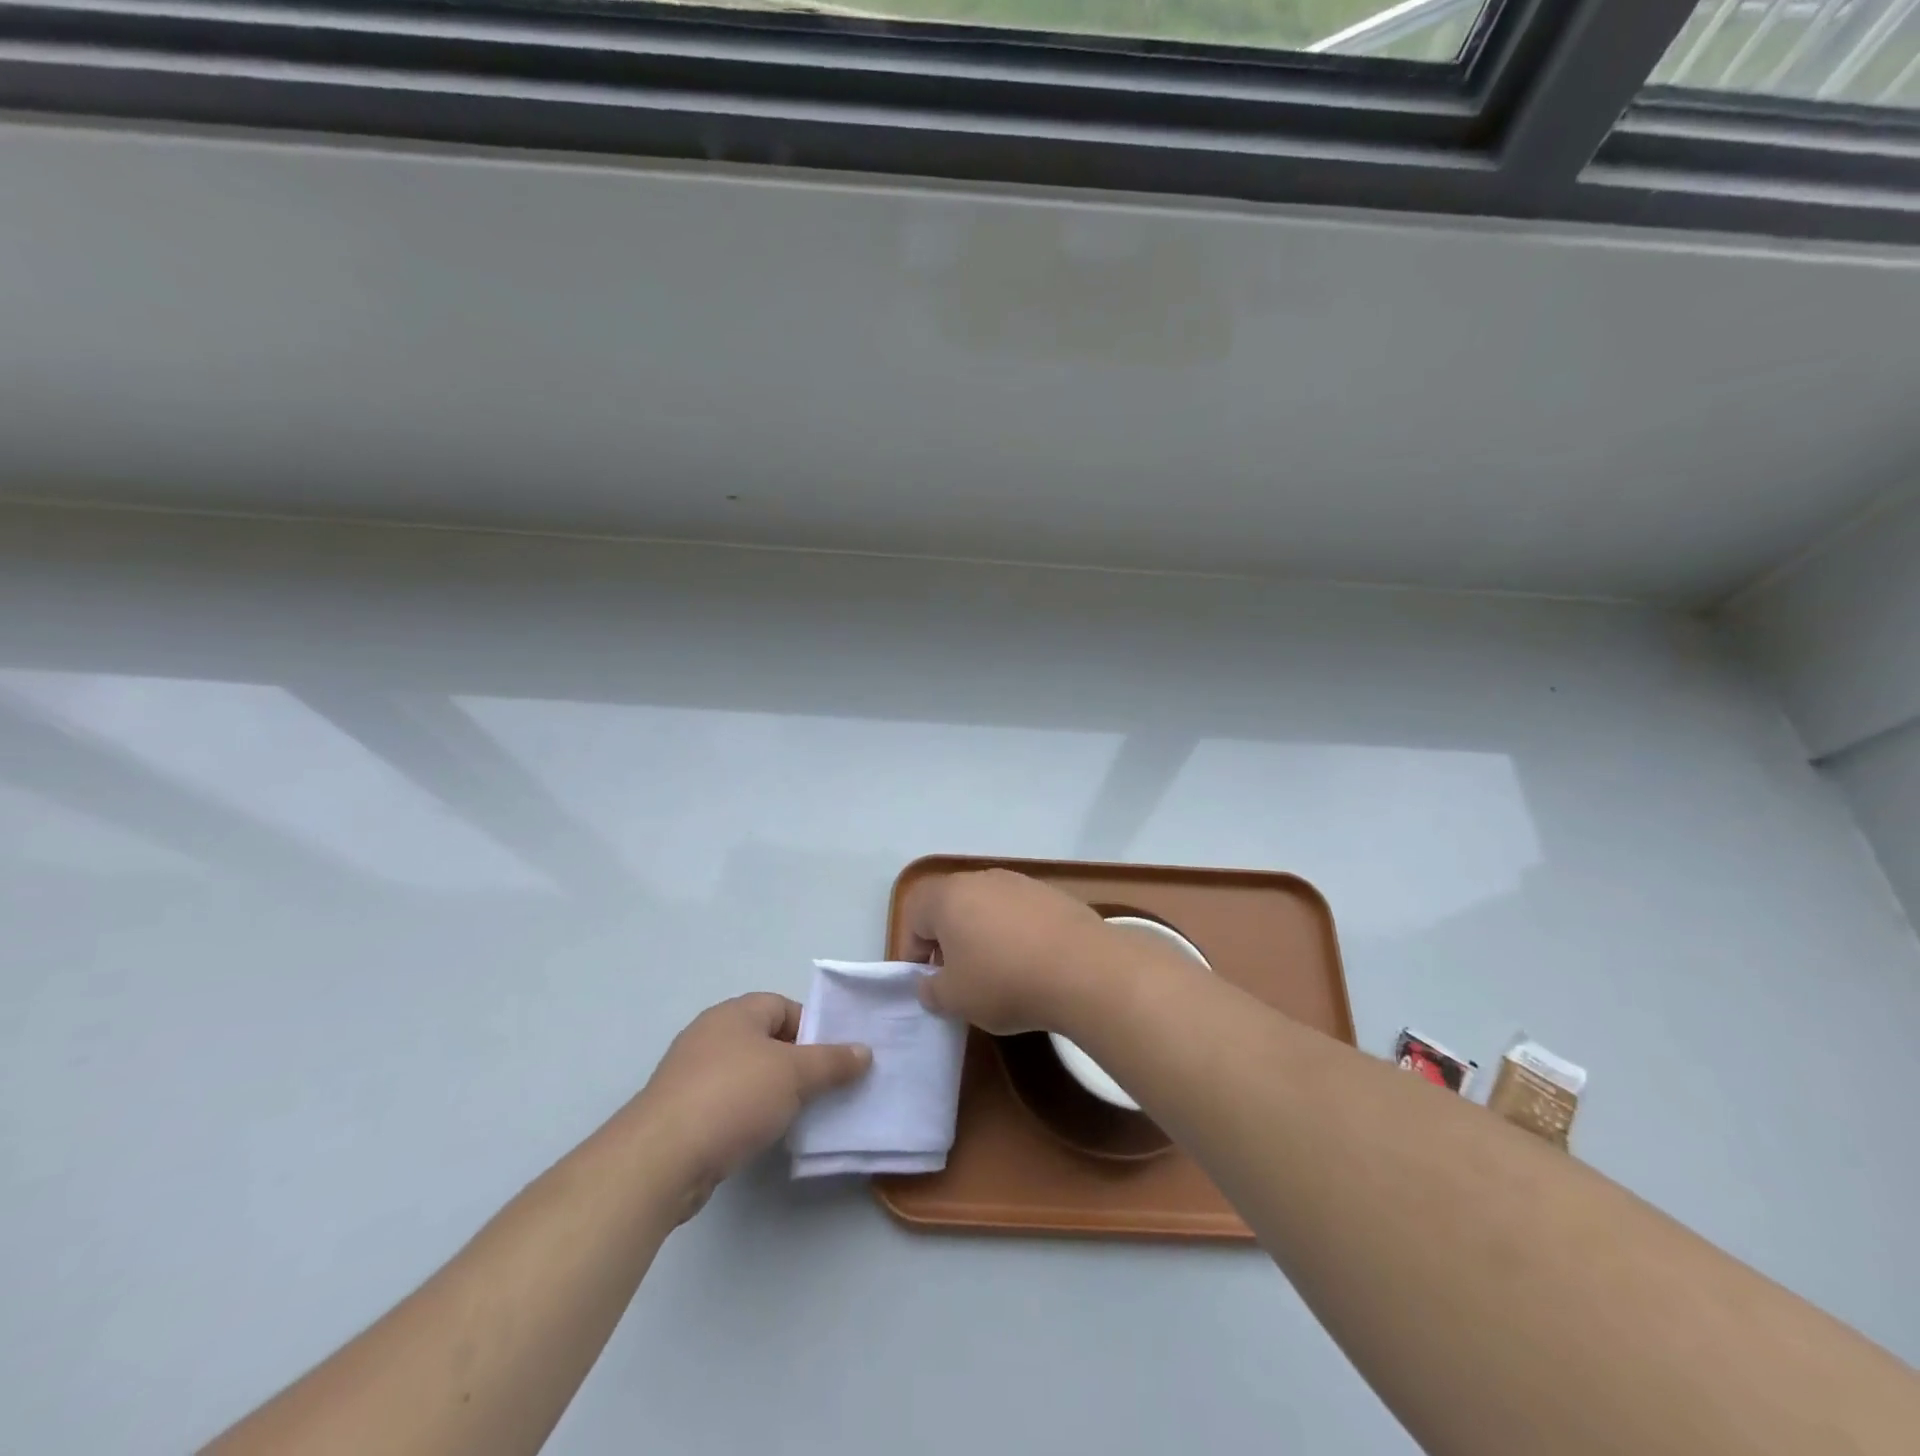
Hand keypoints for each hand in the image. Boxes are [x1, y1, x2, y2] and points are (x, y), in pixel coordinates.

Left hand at [634, 994, 870, 1216]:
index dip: (812, 1028)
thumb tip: (864, 1051)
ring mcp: (691, 1075)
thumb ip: (832, 1061)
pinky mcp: (680, 1114)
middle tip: (824, 1088)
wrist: (660, 1159)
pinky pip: (727, 1105)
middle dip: (796, 1063)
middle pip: (766, 1041)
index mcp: (734, 1013)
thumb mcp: (795, 1074)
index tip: (833, 1059)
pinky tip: (762, 1137)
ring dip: (773, 1093)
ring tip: (799, 1116)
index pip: (783, 1006)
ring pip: (747, 1075)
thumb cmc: (733, 1097)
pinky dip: (747, 1116)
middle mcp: (710, 1035)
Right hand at [903, 869, 1107, 1034]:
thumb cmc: (1004, 981)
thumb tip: (929, 984)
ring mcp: (1021, 882)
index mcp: (948, 896)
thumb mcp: (955, 1000)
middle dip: (947, 940)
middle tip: (956, 977)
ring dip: (983, 935)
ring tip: (996, 972)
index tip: (924, 982)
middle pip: (951, 906)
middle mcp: (982, 879)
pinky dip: (1016, 934)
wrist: (1084, 969)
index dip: (912, 950)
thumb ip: (931, 991)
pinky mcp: (1053, 894)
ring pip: (987, 907)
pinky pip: (1020, 913)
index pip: (913, 915)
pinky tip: (1031, 964)